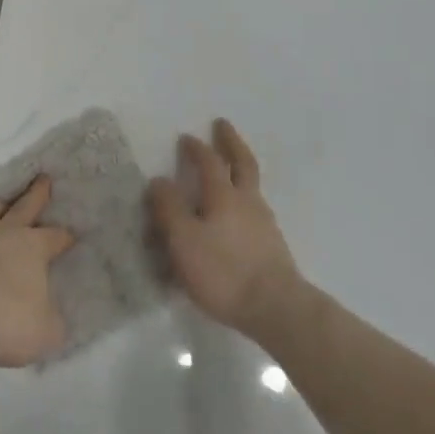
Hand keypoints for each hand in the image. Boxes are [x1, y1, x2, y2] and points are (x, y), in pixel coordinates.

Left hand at [0, 176, 75, 367]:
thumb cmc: (4, 316)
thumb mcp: (43, 332)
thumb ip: (53, 324)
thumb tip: (55, 320)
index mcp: (33, 247)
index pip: (55, 237)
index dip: (65, 237)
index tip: (72, 234)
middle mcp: (5, 232)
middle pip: (25, 206)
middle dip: (37, 194)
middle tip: (43, 178)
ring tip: (0, 201)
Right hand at [149, 119, 303, 339]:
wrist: (276, 308)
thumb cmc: (224, 271)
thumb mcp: (184, 240)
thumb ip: (169, 209)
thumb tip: (158, 180)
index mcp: (224, 195)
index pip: (209, 162)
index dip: (196, 148)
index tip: (186, 137)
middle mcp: (247, 201)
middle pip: (242, 163)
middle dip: (231, 142)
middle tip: (222, 125)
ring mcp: (264, 223)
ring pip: (251, 187)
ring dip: (240, 170)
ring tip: (229, 170)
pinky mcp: (273, 247)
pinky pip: (254, 212)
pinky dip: (244, 201)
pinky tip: (238, 216)